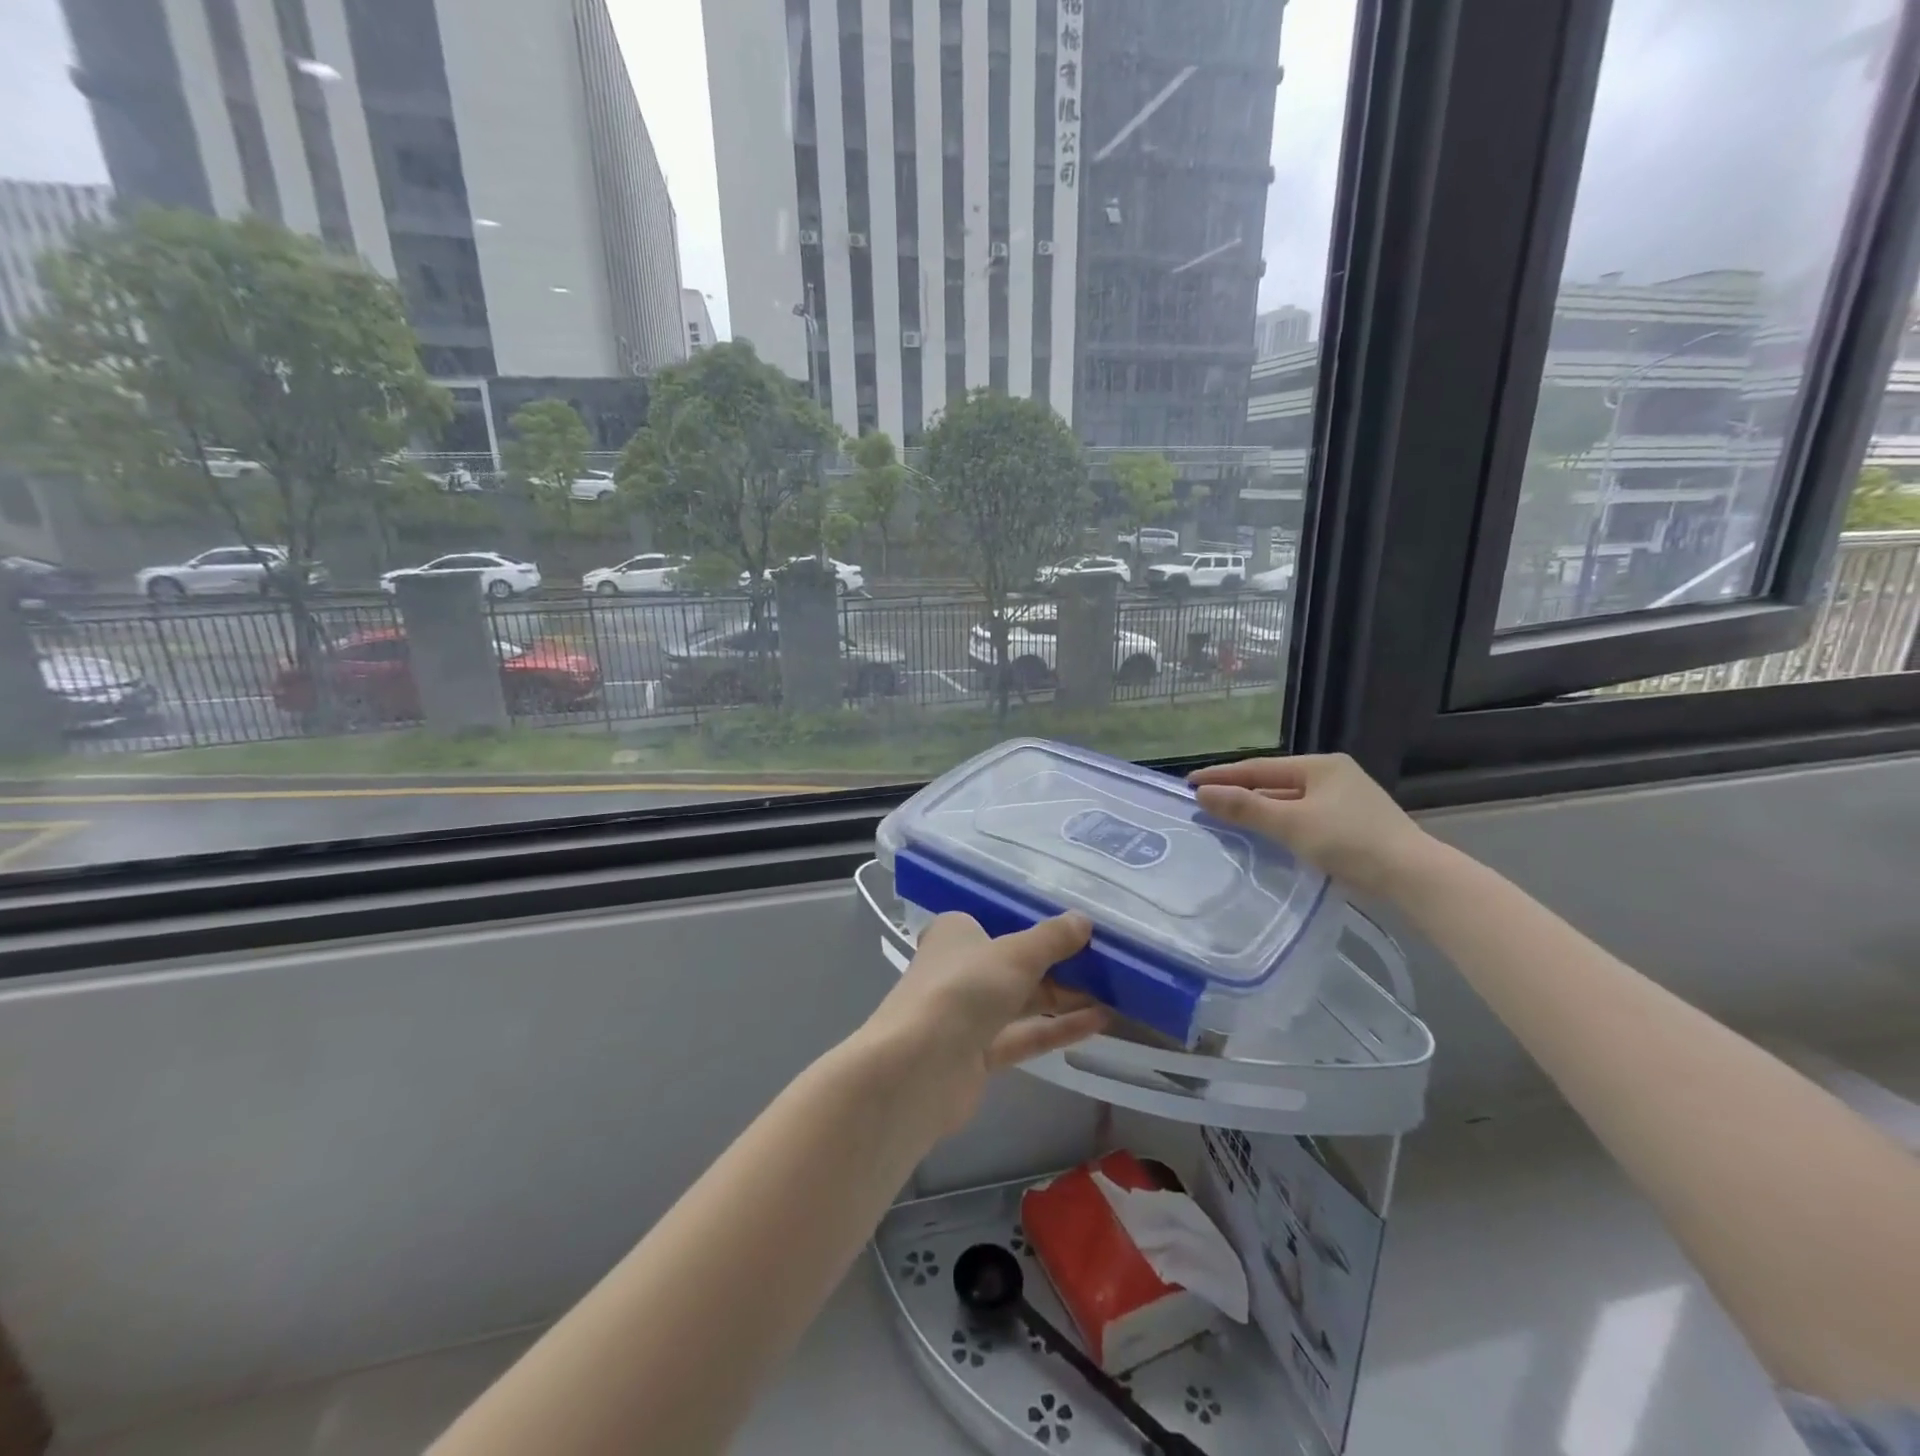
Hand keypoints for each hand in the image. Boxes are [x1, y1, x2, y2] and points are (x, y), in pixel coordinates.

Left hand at [859, 911, 1108, 1136]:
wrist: (919, 1069)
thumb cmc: (962, 989)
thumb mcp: (1014, 954)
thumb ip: (1051, 939)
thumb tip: (1084, 920)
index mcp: (955, 934)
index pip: (998, 921)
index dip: (1035, 924)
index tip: (1077, 927)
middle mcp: (959, 969)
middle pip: (1014, 963)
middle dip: (1057, 963)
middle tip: (1106, 960)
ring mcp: (967, 1014)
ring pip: (1022, 1001)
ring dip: (1063, 996)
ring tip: (1113, 990)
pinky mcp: (978, 1054)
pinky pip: (1025, 1034)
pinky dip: (1057, 1027)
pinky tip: (1099, 1021)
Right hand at [1189, 753, 1430, 898]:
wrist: (1414, 878)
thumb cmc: (1351, 842)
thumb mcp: (1292, 824)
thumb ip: (1246, 807)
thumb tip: (1202, 793)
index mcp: (1321, 765)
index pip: (1259, 767)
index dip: (1222, 775)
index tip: (1189, 782)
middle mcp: (1333, 776)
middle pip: (1274, 782)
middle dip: (1239, 791)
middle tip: (1204, 801)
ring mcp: (1346, 801)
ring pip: (1289, 801)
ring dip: (1258, 809)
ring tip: (1226, 817)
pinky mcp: (1352, 825)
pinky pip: (1303, 817)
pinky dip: (1279, 823)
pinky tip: (1265, 835)